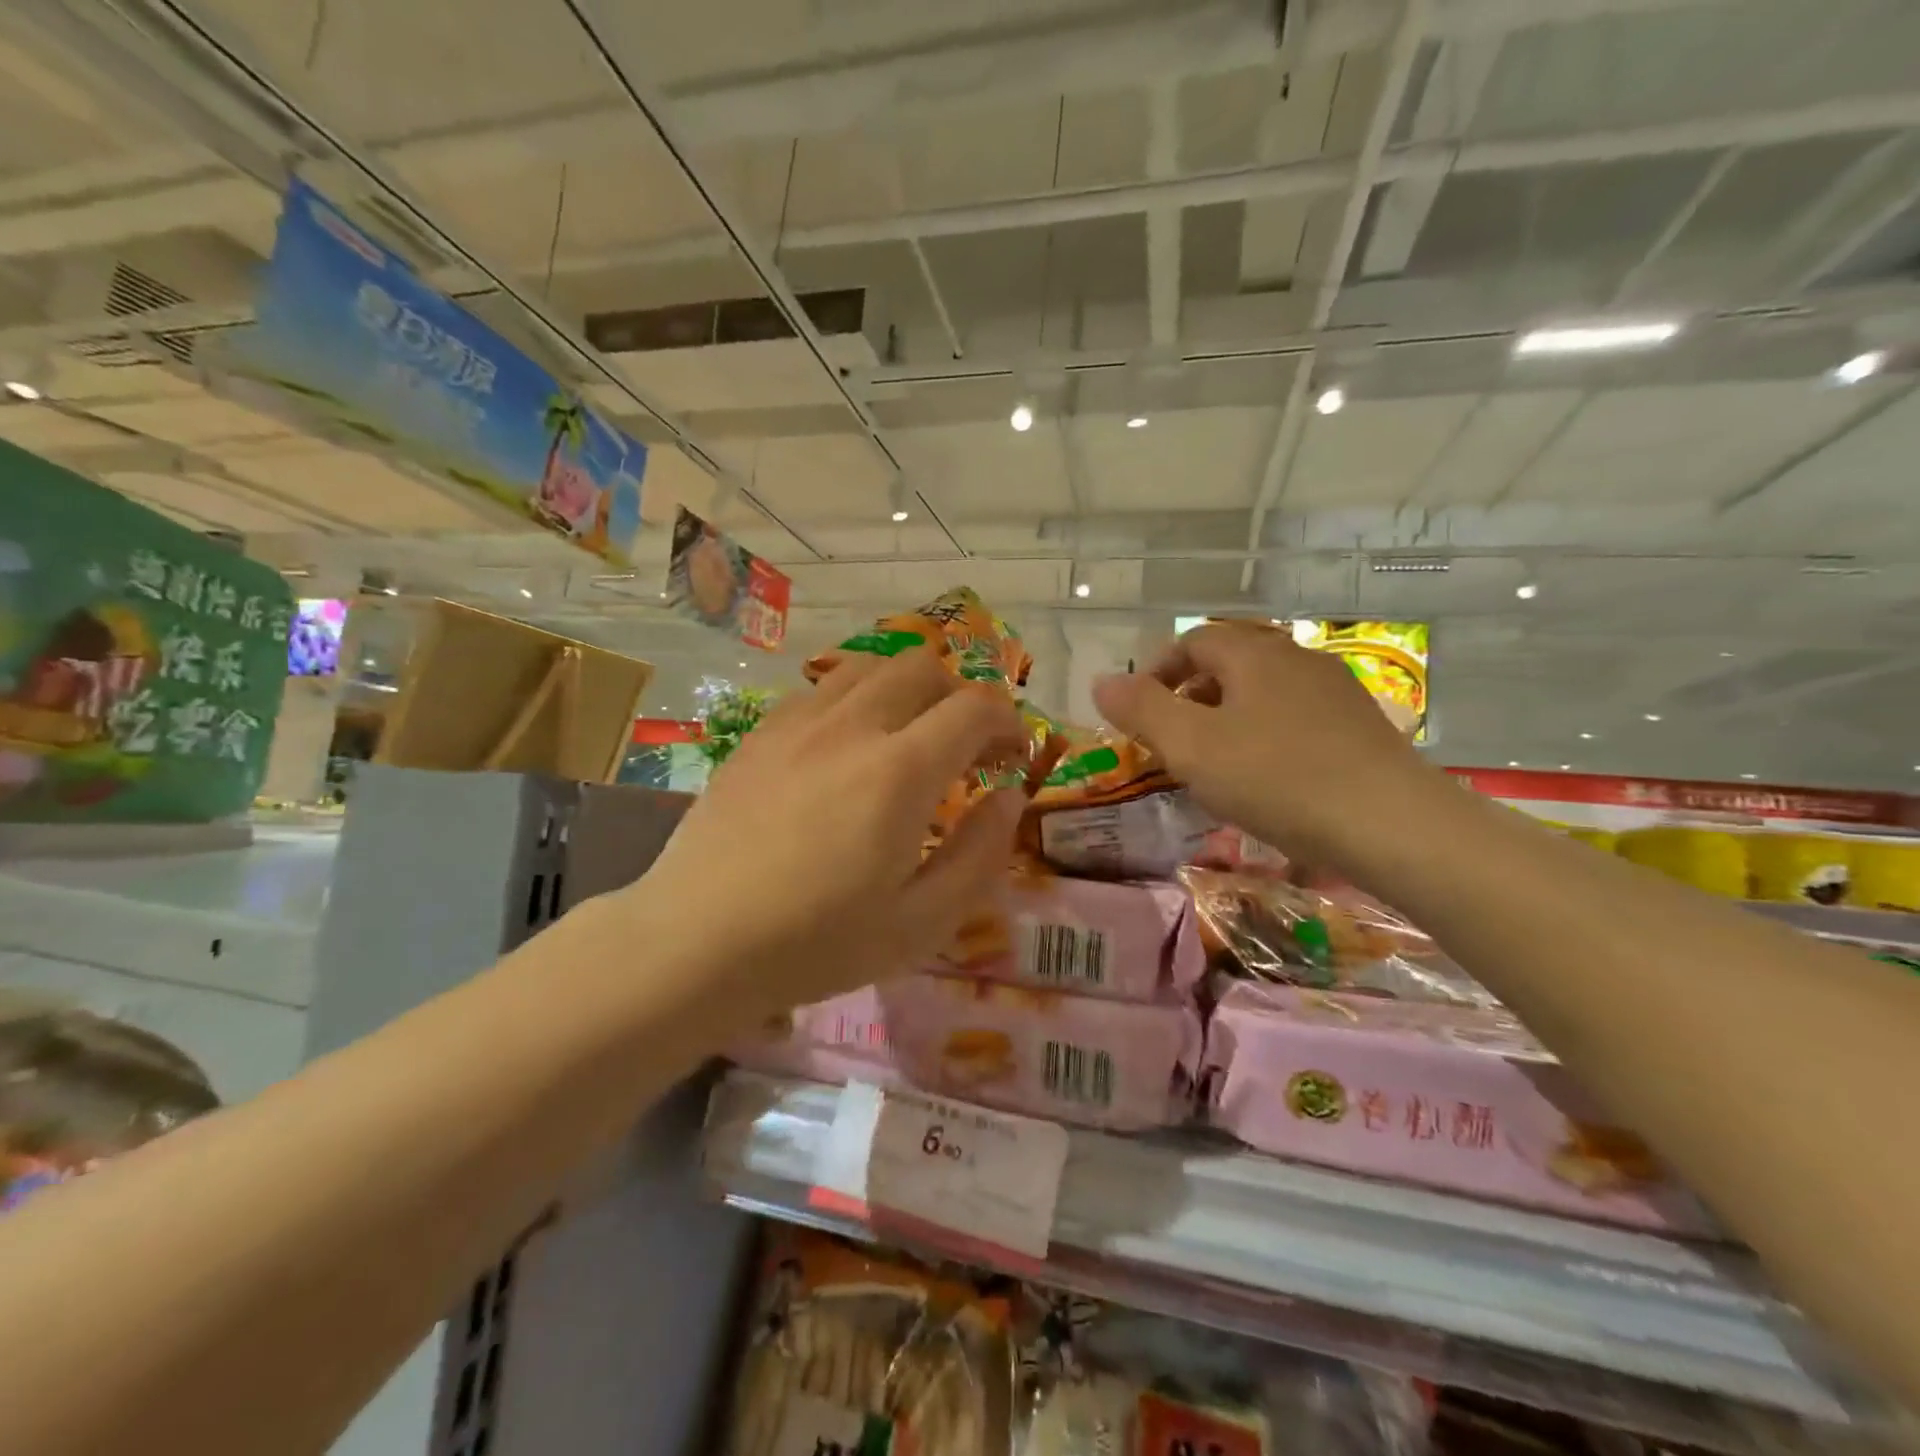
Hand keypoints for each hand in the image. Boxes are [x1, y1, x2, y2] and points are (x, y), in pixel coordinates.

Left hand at [630, 649, 1030, 1018]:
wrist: (696, 942)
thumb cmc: (817, 943)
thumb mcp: (922, 923)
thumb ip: (980, 854)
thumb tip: (1008, 798)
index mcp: (900, 770)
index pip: (974, 707)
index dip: (1007, 722)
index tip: (1012, 754)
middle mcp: (852, 726)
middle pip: (922, 666)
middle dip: (960, 695)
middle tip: (965, 745)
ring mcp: (798, 723)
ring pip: (869, 665)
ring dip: (906, 688)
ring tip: (908, 735)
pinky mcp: (760, 734)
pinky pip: (820, 689)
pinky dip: (854, 699)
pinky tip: (846, 747)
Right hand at [1092, 622, 1439, 872]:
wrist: (1391, 824)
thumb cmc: (1277, 779)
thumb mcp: (1191, 747)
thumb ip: (1141, 710)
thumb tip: (1101, 681)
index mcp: (1253, 654)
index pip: (1194, 640)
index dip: (1159, 670)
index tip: (1141, 712)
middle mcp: (1296, 659)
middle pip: (1231, 662)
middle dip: (1193, 694)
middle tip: (1174, 739)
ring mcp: (1335, 691)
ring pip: (1265, 691)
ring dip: (1230, 716)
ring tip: (1216, 761)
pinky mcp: (1361, 726)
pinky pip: (1296, 717)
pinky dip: (1267, 734)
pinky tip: (1268, 777)